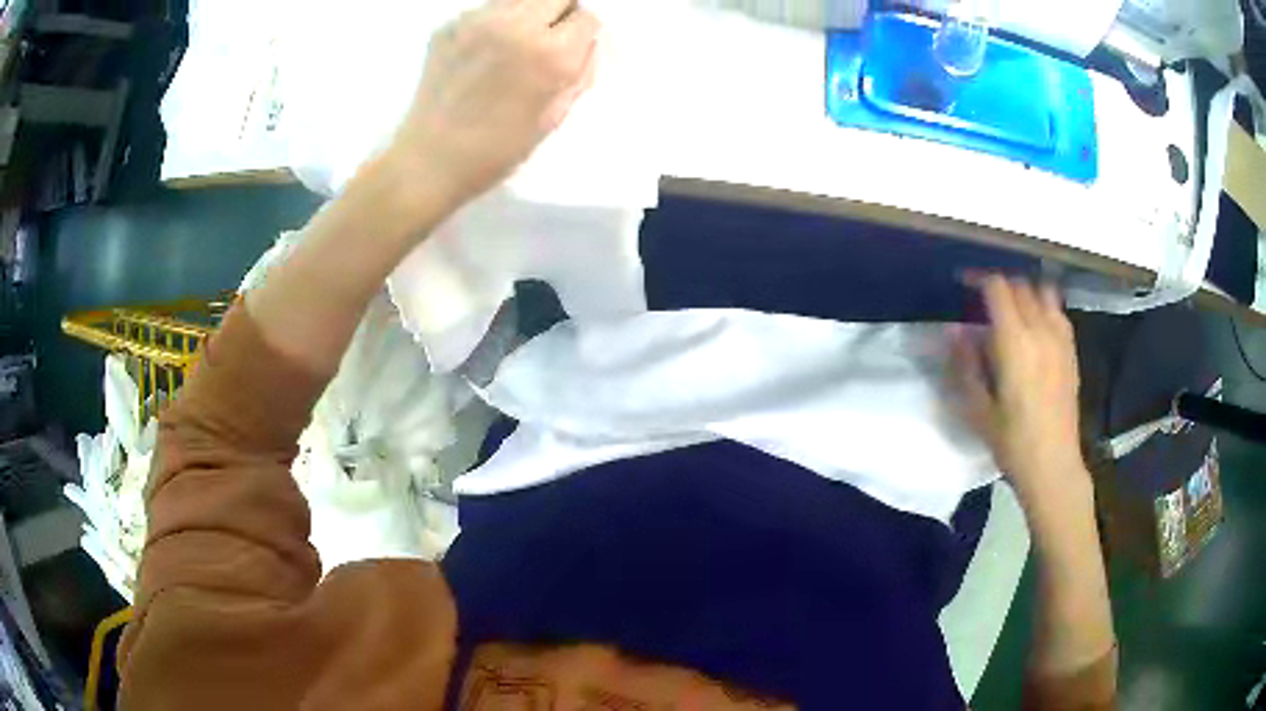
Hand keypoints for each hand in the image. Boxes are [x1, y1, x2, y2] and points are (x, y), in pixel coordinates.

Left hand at [387, 0, 599, 212]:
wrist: (429, 161)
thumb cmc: (498, 150)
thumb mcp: (555, 116)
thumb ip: (579, 71)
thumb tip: (587, 41)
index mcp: (550, 54)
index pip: (587, 16)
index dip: (583, 33)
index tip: (572, 48)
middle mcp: (516, 25)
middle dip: (560, 12)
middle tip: (548, 38)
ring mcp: (477, 21)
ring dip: (528, 12)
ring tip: (513, 42)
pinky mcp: (449, 25)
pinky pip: (487, 9)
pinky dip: (495, 22)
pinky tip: (482, 52)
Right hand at [952, 276, 1087, 502]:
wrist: (1053, 465)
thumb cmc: (1012, 442)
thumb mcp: (978, 409)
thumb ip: (965, 365)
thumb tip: (953, 331)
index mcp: (1014, 342)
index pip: (997, 287)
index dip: (978, 278)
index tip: (963, 283)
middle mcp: (1040, 330)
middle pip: (1020, 285)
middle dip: (1000, 285)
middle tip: (983, 299)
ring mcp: (1060, 339)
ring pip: (1043, 292)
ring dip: (1025, 292)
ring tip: (1012, 308)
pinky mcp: (1071, 351)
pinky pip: (1058, 312)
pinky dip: (1044, 307)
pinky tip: (1036, 327)